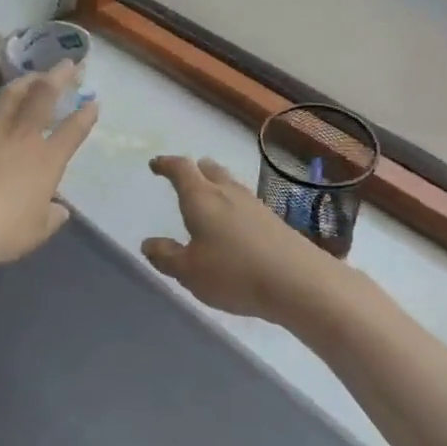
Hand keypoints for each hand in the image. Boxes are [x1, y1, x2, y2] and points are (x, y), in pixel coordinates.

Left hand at [0, 63, 96, 270]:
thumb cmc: (0, 231)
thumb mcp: (35, 233)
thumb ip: (50, 218)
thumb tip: (59, 210)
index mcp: (46, 161)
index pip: (72, 132)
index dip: (85, 116)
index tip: (93, 101)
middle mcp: (20, 139)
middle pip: (42, 99)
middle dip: (57, 78)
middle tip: (65, 64)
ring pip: (6, 100)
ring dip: (20, 84)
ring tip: (28, 75)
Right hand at [140, 155, 336, 323]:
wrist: (297, 281)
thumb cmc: (233, 273)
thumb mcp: (189, 272)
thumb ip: (167, 256)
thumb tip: (149, 243)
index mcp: (201, 198)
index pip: (181, 170)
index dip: (166, 165)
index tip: (156, 165)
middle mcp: (228, 192)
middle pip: (209, 169)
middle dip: (194, 170)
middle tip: (183, 177)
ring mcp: (254, 204)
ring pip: (229, 184)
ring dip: (215, 185)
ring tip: (207, 197)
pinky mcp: (273, 220)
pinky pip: (244, 202)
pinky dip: (232, 204)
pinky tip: (233, 223)